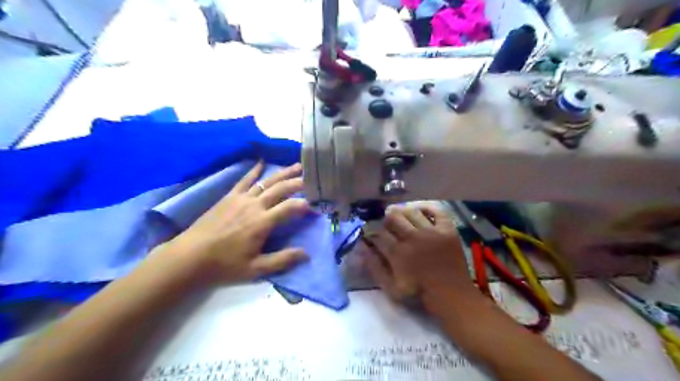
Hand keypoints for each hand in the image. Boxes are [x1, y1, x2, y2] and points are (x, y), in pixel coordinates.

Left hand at [156, 162, 310, 286]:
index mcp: (262, 223)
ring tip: (296, 166)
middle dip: (297, 183)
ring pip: (266, 182)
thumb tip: (306, 255)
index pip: (290, 208)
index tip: (314, 206)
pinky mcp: (229, 197)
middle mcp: (254, 206)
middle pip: (280, 189)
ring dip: (282, 173)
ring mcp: (241, 198)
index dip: (304, 205)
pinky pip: (245, 180)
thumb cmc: (224, 265)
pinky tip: (262, 162)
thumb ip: (282, 260)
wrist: (190, 256)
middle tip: (311, 178)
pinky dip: (254, 170)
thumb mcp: (256, 269)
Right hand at [360, 204, 477, 308]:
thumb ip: (375, 267)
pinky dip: (426, 207)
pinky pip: (436, 210)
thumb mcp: (391, 288)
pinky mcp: (447, 229)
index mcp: (398, 253)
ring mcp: (431, 231)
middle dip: (386, 220)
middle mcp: (413, 237)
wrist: (451, 294)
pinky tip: (419, 210)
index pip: (378, 234)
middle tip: (387, 226)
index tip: (371, 235)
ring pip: (411, 211)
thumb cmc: (419, 293)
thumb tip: (363, 248)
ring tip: (402, 218)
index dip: (371, 233)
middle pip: (393, 217)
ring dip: (403, 212)